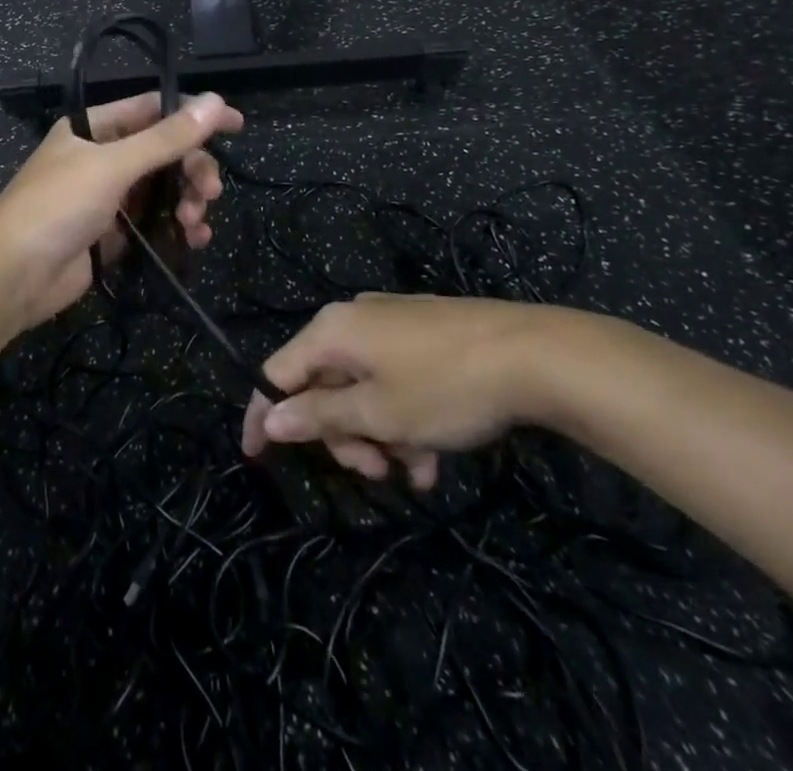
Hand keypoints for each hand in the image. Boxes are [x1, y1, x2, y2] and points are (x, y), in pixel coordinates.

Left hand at [0, 92, 243, 332]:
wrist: (12, 275)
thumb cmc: (57, 206)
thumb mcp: (113, 165)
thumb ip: (166, 137)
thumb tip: (216, 100)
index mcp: (94, 128)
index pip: (153, 108)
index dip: (194, 114)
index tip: (236, 124)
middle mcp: (102, 157)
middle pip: (164, 152)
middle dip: (192, 169)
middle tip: (211, 191)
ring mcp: (108, 197)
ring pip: (164, 188)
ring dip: (188, 201)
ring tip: (196, 223)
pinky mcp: (114, 233)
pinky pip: (156, 221)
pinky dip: (177, 227)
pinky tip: (194, 239)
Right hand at [240, 294, 577, 490]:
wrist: (535, 353)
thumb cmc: (445, 386)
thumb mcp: (379, 412)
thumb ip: (320, 415)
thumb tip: (270, 418)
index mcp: (332, 331)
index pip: (277, 372)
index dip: (264, 413)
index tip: (257, 456)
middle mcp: (353, 320)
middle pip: (323, 383)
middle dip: (341, 434)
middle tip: (373, 472)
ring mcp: (391, 324)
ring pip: (362, 387)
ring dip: (378, 434)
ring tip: (416, 472)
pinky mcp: (423, 334)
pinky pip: (393, 379)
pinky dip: (403, 417)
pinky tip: (433, 456)